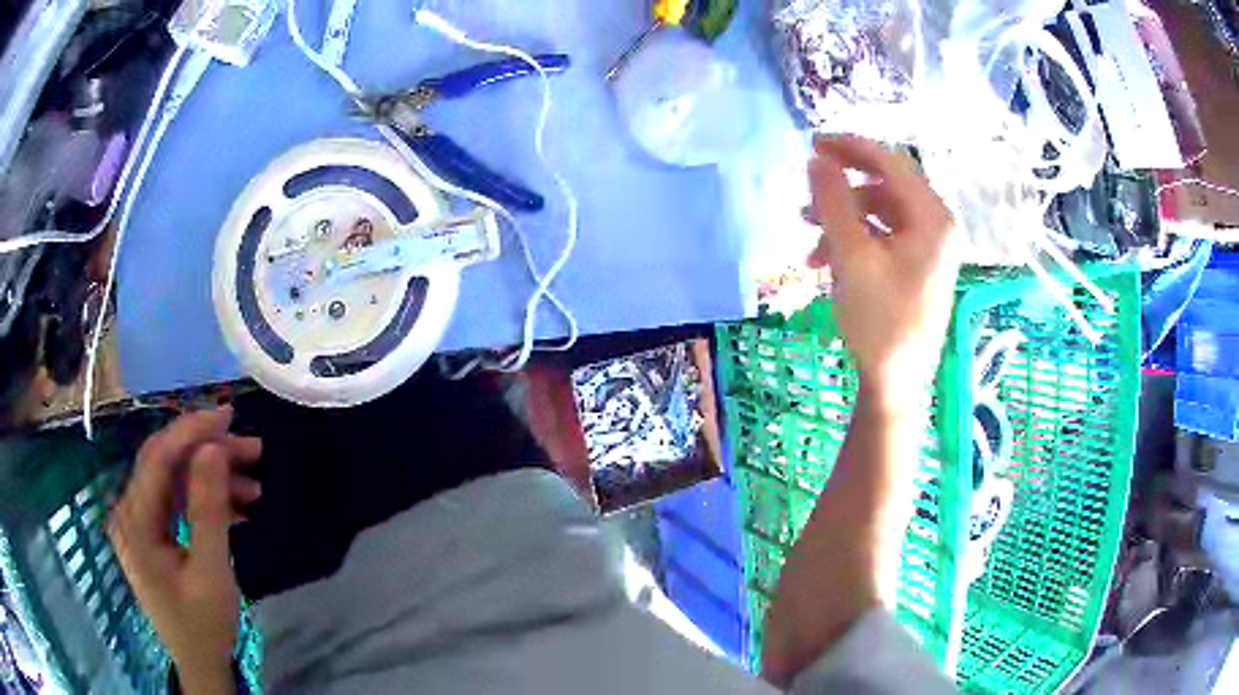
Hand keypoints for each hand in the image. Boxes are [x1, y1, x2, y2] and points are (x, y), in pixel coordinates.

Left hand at [107, 407, 261, 694]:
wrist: (199, 664)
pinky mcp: (151, 534)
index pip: (158, 457)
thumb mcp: (210, 571)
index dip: (191, 431)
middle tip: (252, 450)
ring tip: (254, 485)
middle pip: (165, 464)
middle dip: (208, 453)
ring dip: (212, 478)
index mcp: (134, 521)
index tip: (229, 416)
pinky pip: (176, 503)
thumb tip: (212, 449)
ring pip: (174, 481)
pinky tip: (238, 509)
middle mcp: (129, 512)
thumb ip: (207, 509)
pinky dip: (205, 501)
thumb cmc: (203, 625)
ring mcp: (138, 523)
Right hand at [806, 135, 959, 395]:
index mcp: (933, 218)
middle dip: (844, 187)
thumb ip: (833, 201)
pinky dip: (856, 239)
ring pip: (882, 213)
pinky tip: (826, 258)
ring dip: (844, 217)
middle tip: (808, 186)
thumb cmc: (879, 320)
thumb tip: (818, 159)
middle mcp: (938, 226)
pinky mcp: (919, 267)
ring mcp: (930, 248)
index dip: (851, 148)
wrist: (895, 384)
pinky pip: (885, 237)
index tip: (813, 144)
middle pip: (887, 186)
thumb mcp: (852, 255)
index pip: (891, 164)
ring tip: (807, 233)